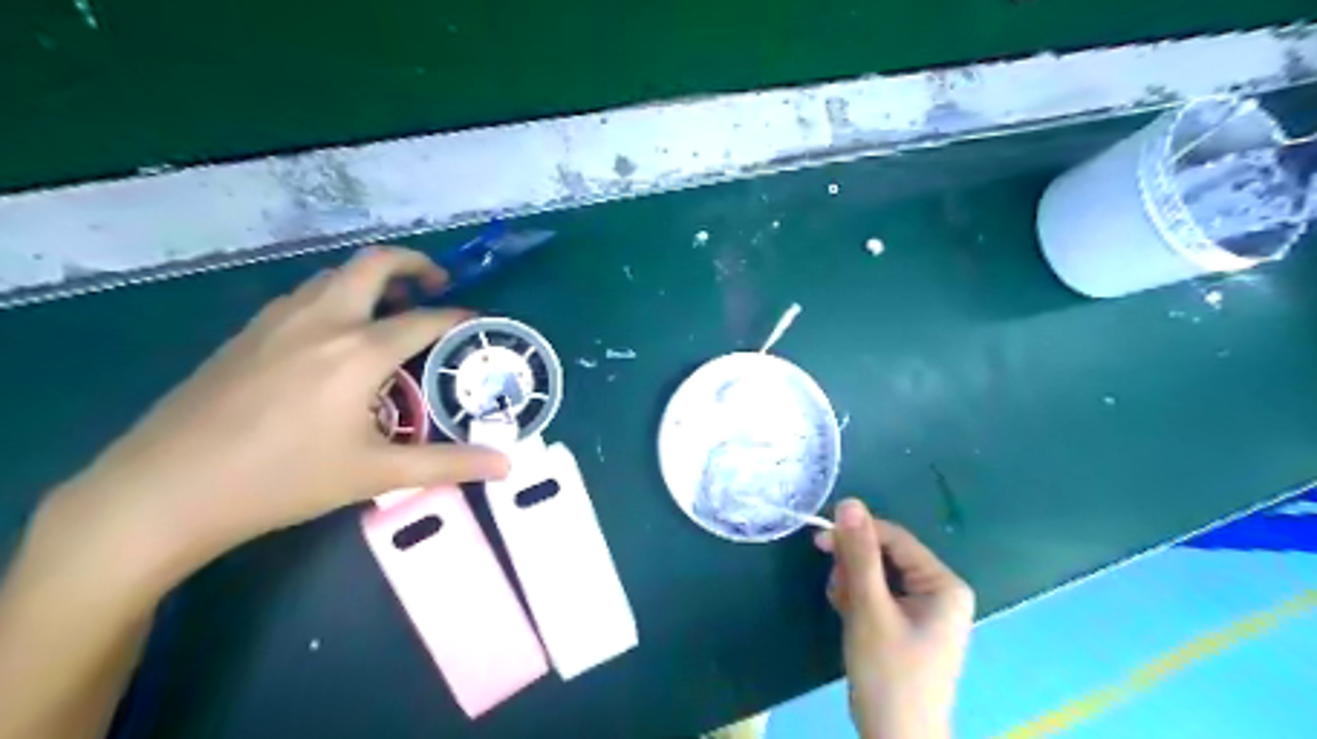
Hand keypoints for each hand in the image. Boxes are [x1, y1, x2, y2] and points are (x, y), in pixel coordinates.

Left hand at [47, 249, 508, 593]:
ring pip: (335, 274)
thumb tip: (506, 465)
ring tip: (392, 309)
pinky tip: (336, 334)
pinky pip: (305, 294)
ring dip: (372, 279)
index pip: (426, 318)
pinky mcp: (247, 332)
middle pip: (374, 264)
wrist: (165, 490)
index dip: (459, 317)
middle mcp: (322, 320)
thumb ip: (448, 463)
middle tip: (436, 285)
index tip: (478, 324)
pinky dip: (337, 295)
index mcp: (359, 351)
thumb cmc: (283, 480)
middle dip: (414, 264)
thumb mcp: (376, 473)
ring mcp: (278, 321)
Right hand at [819, 498, 970, 737]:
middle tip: (837, 592)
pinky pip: (877, 595)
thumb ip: (859, 554)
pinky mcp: (906, 624)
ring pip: (876, 575)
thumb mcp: (869, 608)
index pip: (895, 539)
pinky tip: (848, 617)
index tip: (818, 540)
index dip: (856, 535)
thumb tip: (849, 503)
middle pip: (884, 556)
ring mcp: (923, 609)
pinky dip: (857, 601)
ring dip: (852, 586)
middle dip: (854, 570)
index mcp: (943, 583)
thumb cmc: (889, 673)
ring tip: (844, 611)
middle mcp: (938, 590)